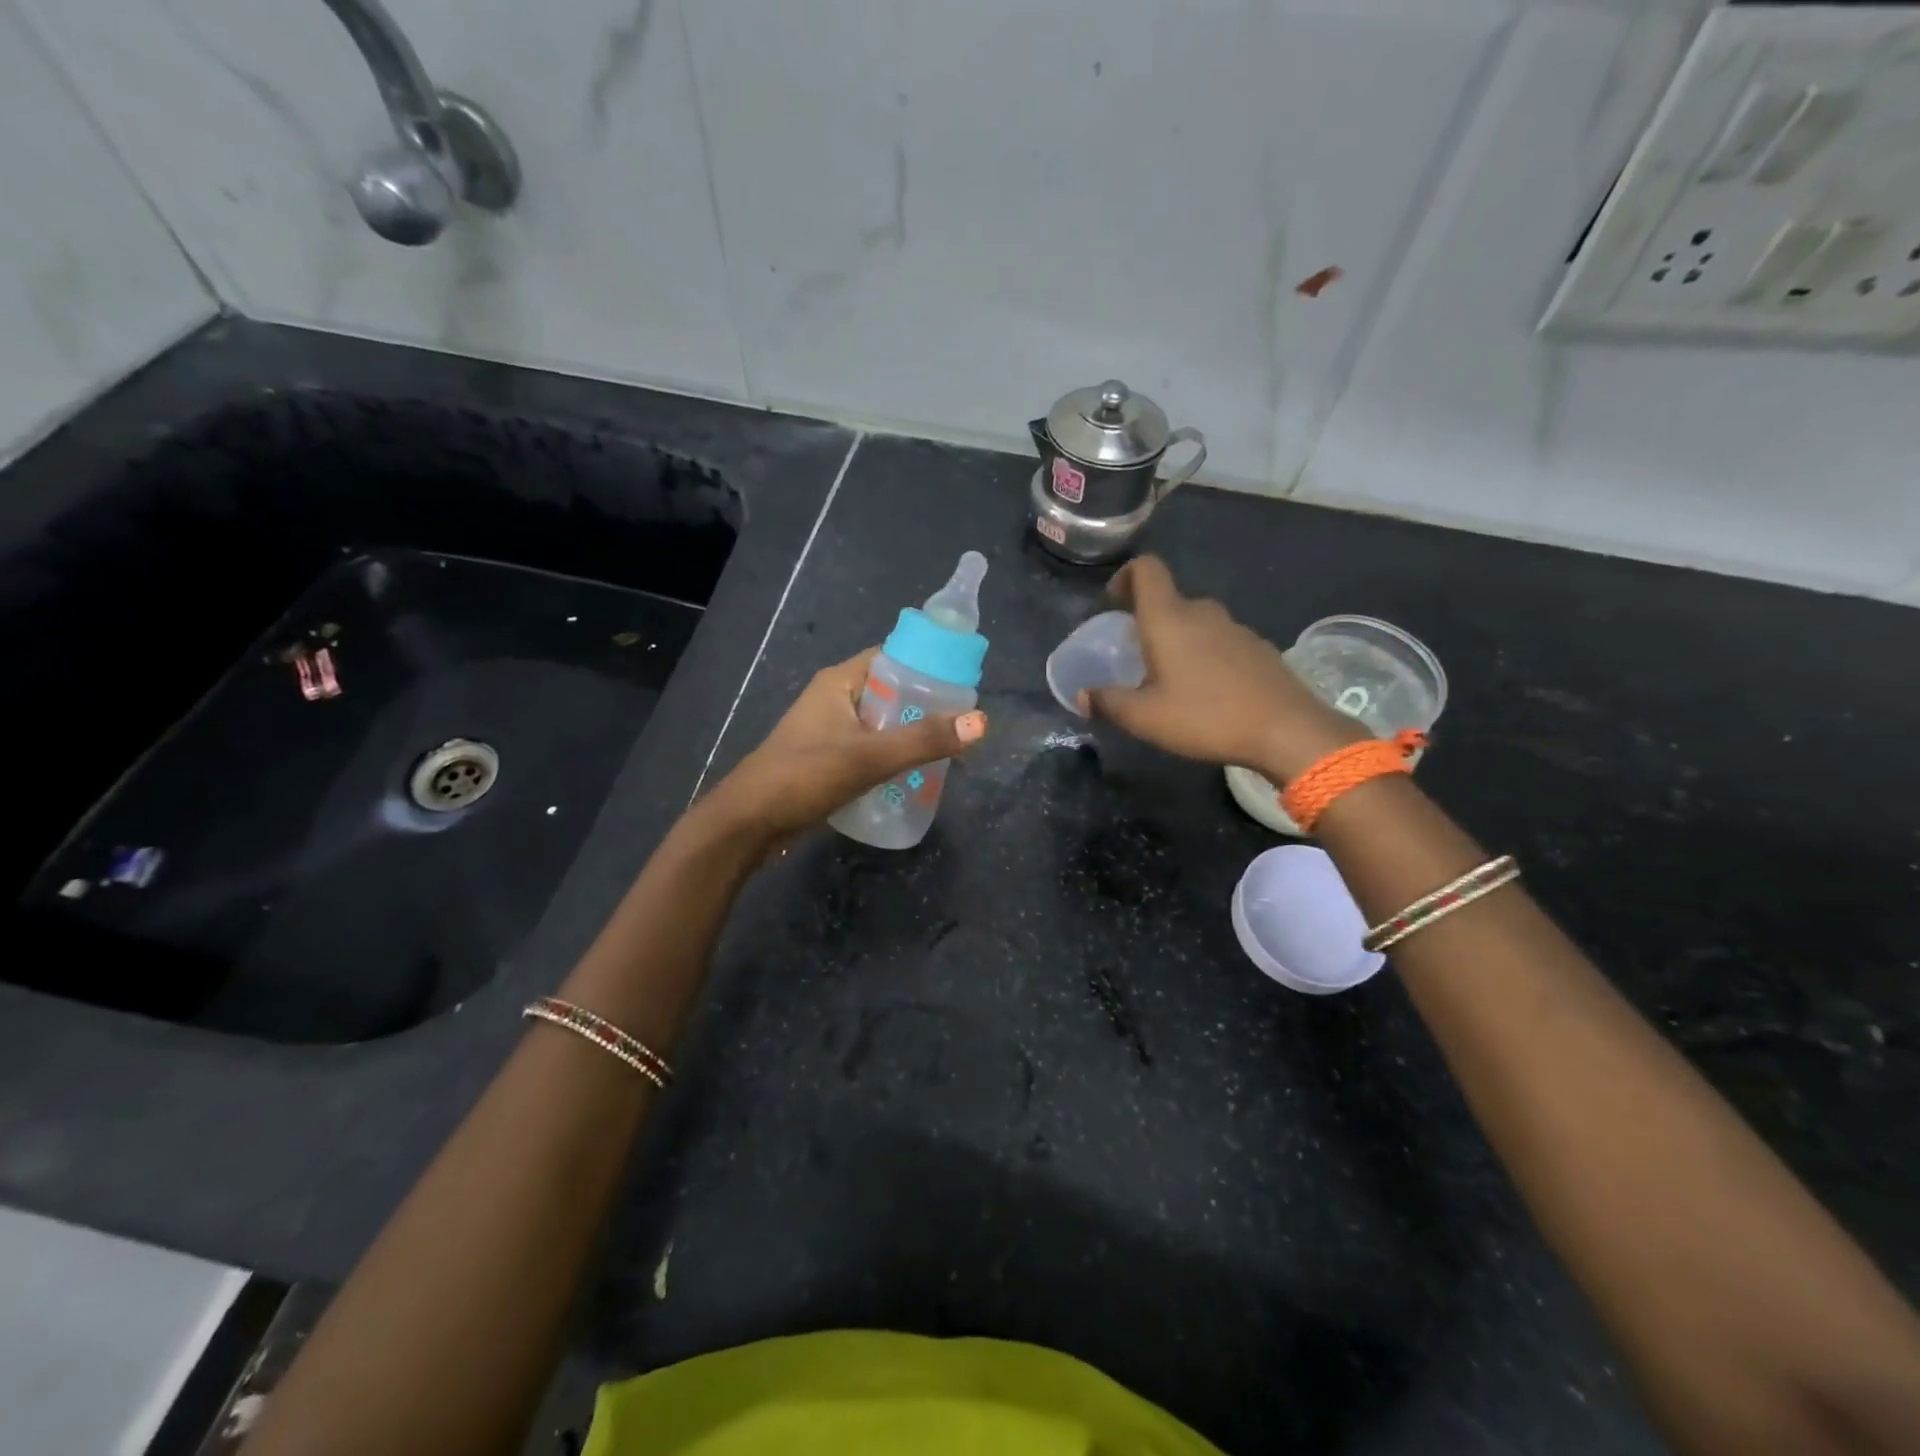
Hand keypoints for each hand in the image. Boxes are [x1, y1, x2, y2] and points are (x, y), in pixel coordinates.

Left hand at [701, 648, 987, 845]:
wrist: (748, 824)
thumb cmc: (804, 777)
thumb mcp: (869, 757)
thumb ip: (924, 740)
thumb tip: (981, 721)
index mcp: (839, 682)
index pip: (892, 657)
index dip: (927, 664)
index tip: (963, 682)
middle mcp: (834, 699)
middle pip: (890, 692)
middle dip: (925, 705)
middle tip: (962, 723)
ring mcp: (828, 731)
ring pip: (880, 723)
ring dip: (909, 734)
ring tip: (947, 749)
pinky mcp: (826, 760)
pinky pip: (868, 748)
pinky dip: (891, 756)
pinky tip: (914, 775)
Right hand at [1087, 555, 1365, 782]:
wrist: (1287, 730)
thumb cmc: (1206, 717)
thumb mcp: (1145, 718)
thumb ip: (1109, 703)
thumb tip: (1082, 696)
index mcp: (1169, 618)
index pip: (1146, 569)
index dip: (1126, 576)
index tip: (1114, 602)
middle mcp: (1202, 613)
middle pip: (1170, 600)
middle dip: (1149, 620)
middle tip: (1136, 655)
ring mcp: (1235, 628)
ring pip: (1196, 622)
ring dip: (1178, 640)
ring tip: (1170, 678)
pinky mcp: (1258, 648)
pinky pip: (1220, 641)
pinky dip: (1205, 655)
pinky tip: (1206, 692)